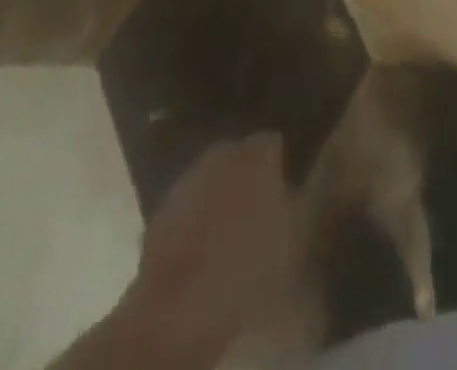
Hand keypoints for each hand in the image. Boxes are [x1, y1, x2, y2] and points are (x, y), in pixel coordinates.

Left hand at [106, 135, 293, 369]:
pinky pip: (186, 206)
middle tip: (256, 208)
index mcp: (257, 156)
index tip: (283, 187)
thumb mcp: (292, 237)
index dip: (277, 165)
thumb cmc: (247, 271)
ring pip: (209, 179)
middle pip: (238, 156)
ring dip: (217, 195)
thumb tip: (297, 182)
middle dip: (245, 175)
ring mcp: (186, 181)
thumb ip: (295, 199)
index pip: (272, 143)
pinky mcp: (159, 213)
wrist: (178, 312)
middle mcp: (221, 155)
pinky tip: (200, 247)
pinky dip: (194, 218)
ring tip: (227, 229)